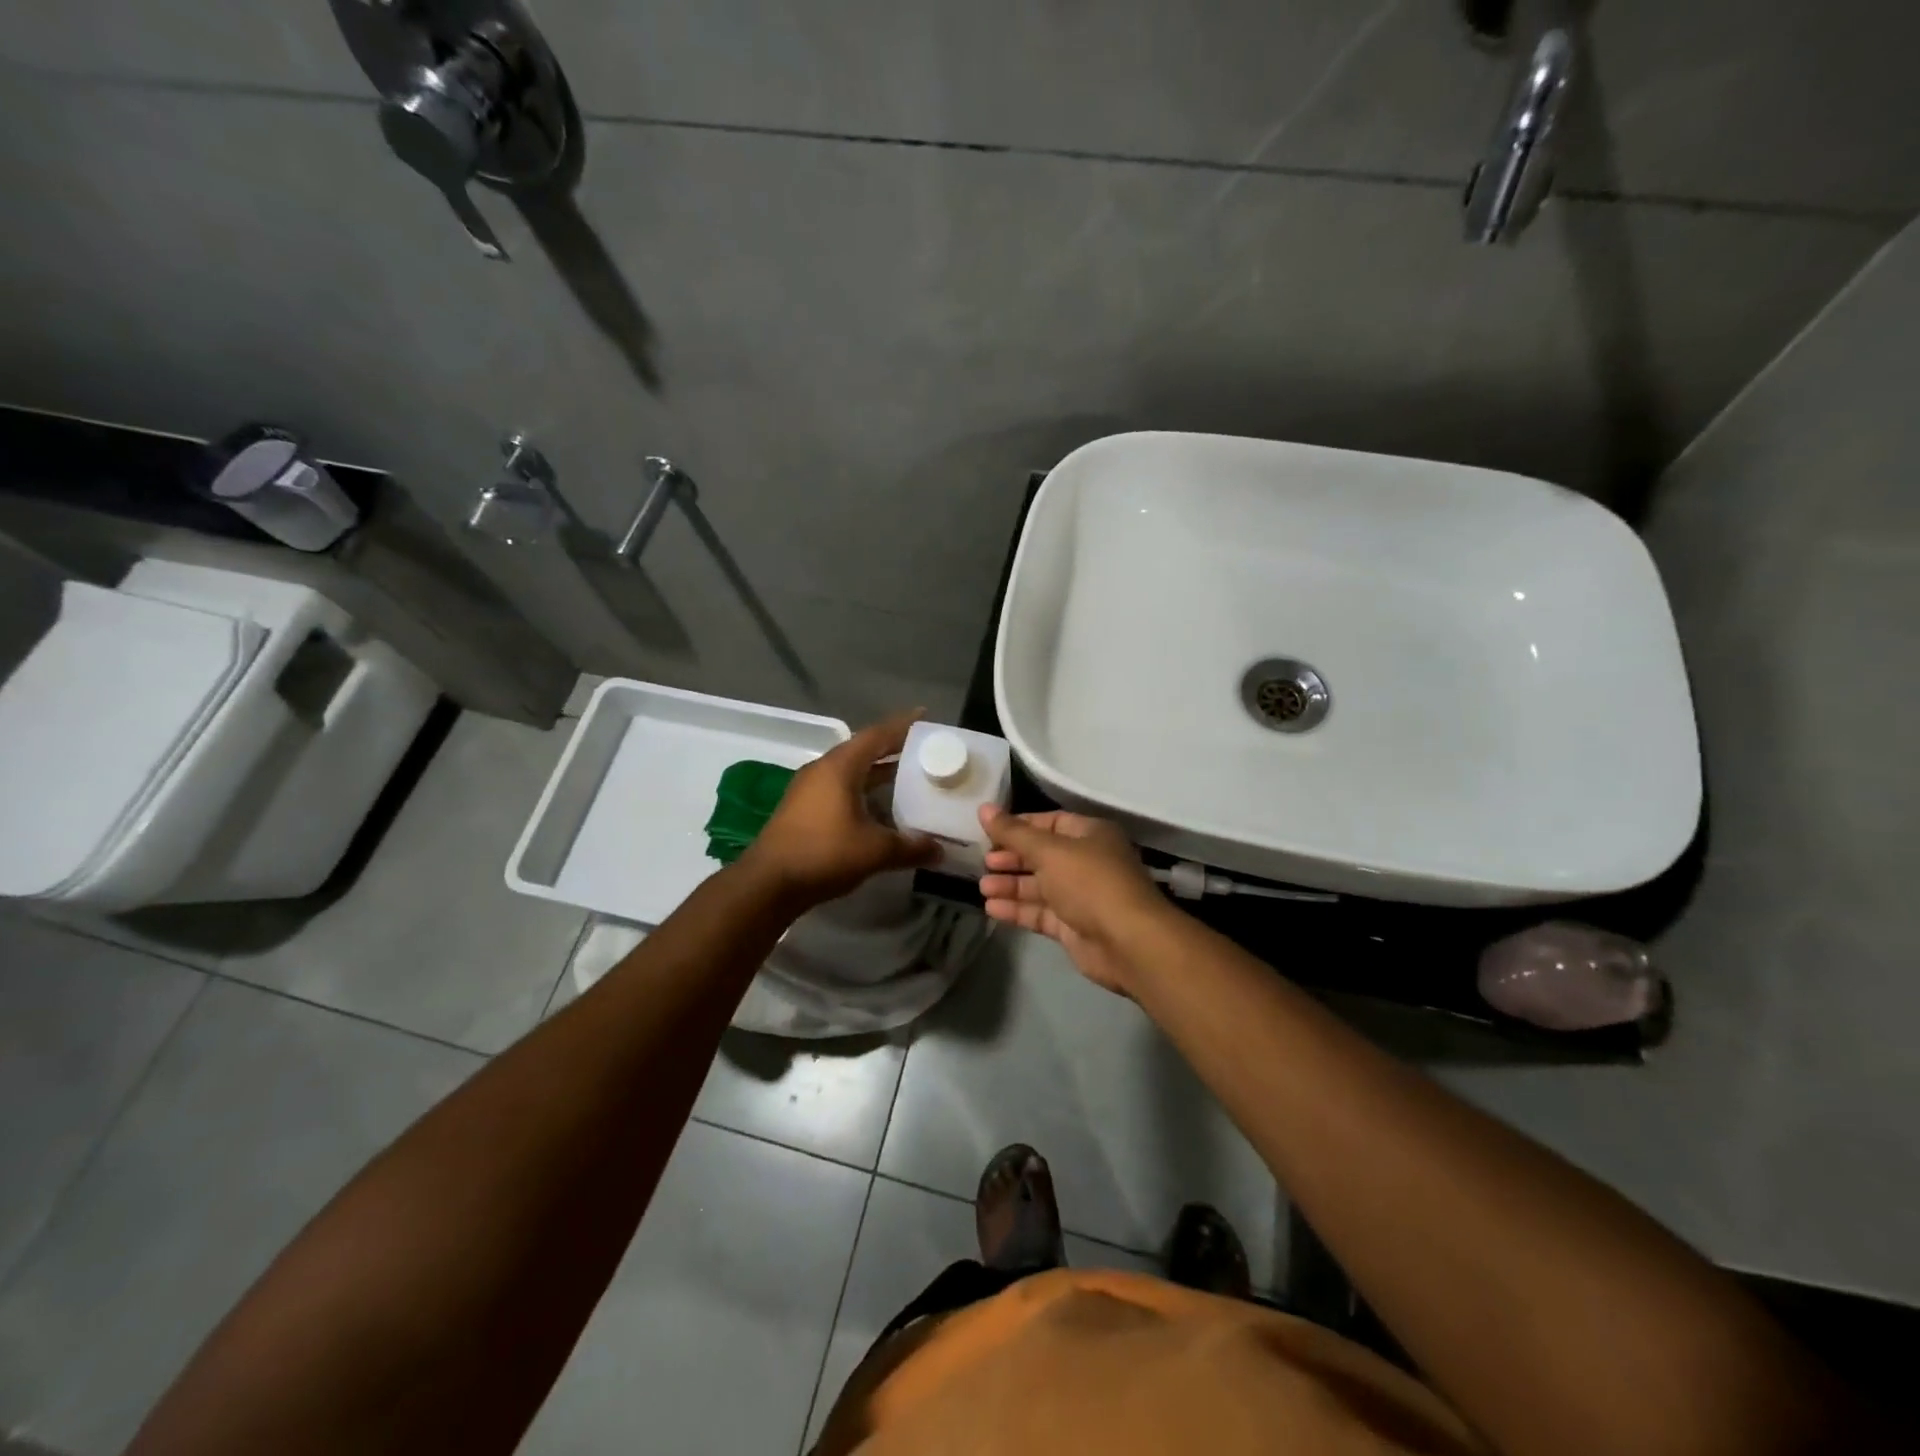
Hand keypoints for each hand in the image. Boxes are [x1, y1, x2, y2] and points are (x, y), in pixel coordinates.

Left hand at [741, 712, 938, 908]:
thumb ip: (911, 847)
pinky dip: (864, 793)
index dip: (903, 725)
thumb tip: (940, 850)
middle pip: (864, 751)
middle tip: (924, 751)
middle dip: (894, 749)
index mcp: (840, 767)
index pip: (877, 735)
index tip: (925, 716)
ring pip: (851, 773)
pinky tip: (882, 810)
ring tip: (909, 778)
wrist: (768, 883)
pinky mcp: (804, 810)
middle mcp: (823, 770)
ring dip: (879, 774)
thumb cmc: (824, 853)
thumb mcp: (875, 850)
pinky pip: (841, 790)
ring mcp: (809, 790)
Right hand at [977, 806, 1166, 993]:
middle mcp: (1087, 862)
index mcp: (1090, 835)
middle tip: (984, 862)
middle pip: (1043, 855)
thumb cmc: (1090, 883)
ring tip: (983, 887)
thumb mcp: (1049, 850)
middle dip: (1013, 858)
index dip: (1020, 826)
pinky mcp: (1073, 926)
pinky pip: (1040, 913)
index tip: (990, 831)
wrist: (1127, 942)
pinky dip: (1017, 909)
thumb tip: (983, 808)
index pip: (1050, 823)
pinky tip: (992, 908)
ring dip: (1011, 885)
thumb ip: (1014, 832)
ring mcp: (1081, 896)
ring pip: (1039, 886)